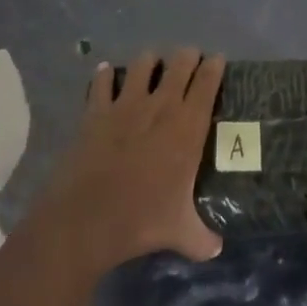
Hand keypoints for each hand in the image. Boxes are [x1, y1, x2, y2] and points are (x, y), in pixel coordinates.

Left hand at [25, 48, 226, 275]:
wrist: (88, 218)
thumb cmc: (142, 220)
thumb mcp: (181, 232)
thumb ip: (202, 238)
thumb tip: (217, 249)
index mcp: (188, 127)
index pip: (207, 83)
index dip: (214, 67)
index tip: (218, 59)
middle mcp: (161, 106)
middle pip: (179, 64)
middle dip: (187, 56)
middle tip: (190, 58)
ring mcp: (126, 104)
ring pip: (142, 64)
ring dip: (149, 61)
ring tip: (151, 63)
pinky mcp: (97, 111)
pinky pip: (101, 82)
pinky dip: (105, 75)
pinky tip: (106, 72)